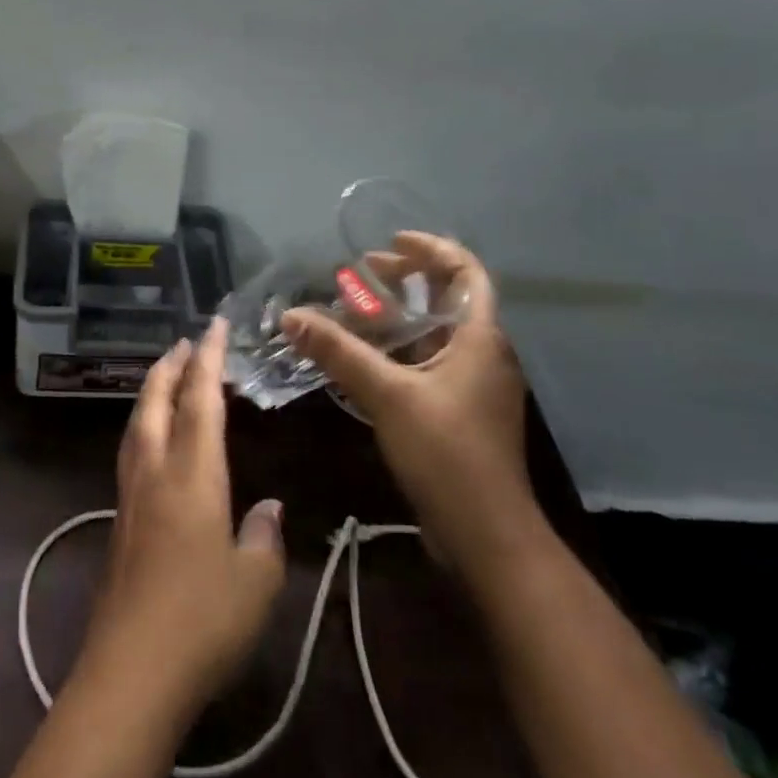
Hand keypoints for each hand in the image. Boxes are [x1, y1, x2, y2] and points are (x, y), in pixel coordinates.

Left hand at [76, 319, 286, 719]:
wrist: (131, 671)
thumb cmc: (202, 621)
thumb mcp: (256, 583)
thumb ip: (264, 538)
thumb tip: (268, 509)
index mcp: (192, 474)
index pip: (200, 399)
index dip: (209, 358)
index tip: (214, 325)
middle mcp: (156, 472)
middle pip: (156, 400)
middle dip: (171, 365)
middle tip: (187, 342)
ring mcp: (131, 496)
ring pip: (137, 424)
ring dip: (152, 391)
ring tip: (167, 377)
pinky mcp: (119, 522)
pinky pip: (131, 451)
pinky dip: (143, 425)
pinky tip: (152, 441)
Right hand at [282, 233, 532, 536]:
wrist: (486, 535)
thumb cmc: (446, 453)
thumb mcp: (387, 394)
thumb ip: (339, 351)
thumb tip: (291, 316)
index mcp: (480, 337)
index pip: (465, 272)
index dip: (430, 249)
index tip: (389, 242)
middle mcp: (482, 353)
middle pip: (446, 298)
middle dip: (403, 280)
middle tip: (360, 274)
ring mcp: (471, 384)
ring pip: (433, 332)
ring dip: (395, 317)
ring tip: (352, 311)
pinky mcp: (458, 411)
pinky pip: (426, 362)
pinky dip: (396, 350)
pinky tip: (361, 357)